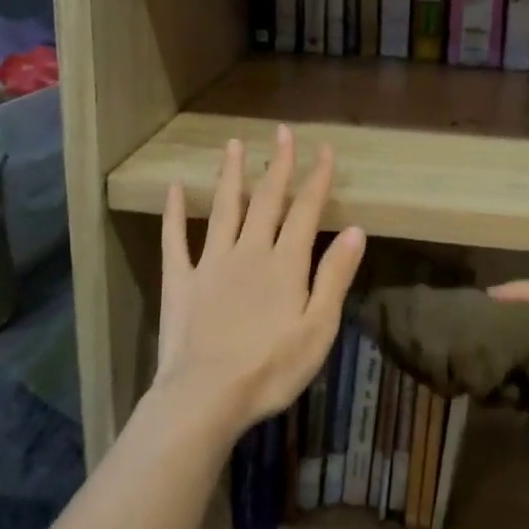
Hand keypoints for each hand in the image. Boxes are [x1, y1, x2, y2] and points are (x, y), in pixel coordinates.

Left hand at [155, 125, 364, 439]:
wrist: (205, 397)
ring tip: (233, 144)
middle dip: (277, 165)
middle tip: (282, 132)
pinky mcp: (180, 280)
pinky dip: (174, 212)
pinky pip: (175, 239)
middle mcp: (248, 251)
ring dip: (231, 175)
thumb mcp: (318, 328)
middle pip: (266, 200)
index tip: (324, 149)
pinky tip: (174, 188)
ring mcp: (210, 263)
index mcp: (284, 264)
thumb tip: (354, 229)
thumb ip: (335, 276)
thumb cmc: (270, 369)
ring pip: (223, 209)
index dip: (316, 179)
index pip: (305, 211)